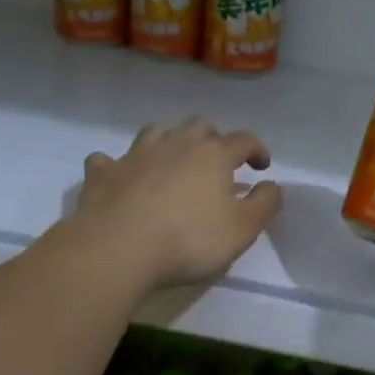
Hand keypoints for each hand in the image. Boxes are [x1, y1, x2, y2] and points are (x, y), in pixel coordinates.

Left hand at [75, 118, 282, 291]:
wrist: (118, 247)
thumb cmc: (189, 239)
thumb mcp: (243, 229)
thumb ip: (265, 204)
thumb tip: (271, 185)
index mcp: (213, 155)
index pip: (243, 140)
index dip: (257, 150)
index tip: (262, 166)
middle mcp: (176, 144)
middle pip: (200, 126)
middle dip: (214, 139)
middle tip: (218, 162)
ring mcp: (136, 155)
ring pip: (157, 131)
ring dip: (170, 140)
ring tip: (174, 159)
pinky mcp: (103, 173)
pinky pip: (109, 159)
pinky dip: (118, 165)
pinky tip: (120, 175)